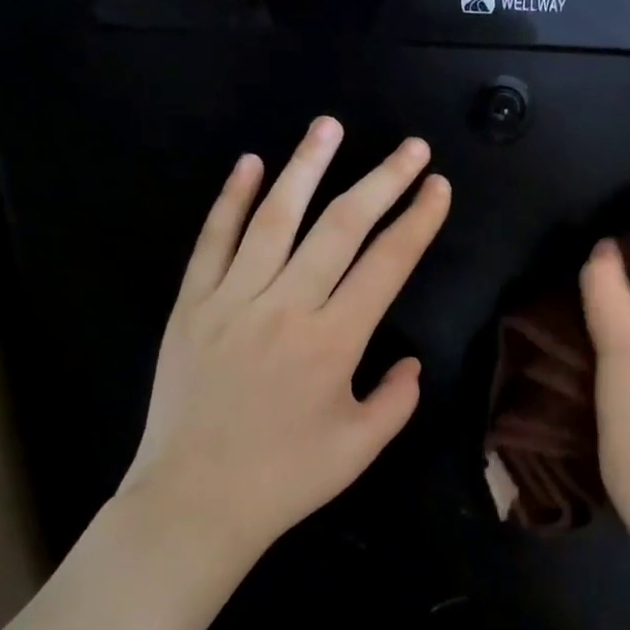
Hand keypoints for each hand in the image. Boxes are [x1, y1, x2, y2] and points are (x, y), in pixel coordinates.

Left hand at [118, 117, 450, 562]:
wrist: (195, 502)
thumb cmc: (286, 478)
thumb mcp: (361, 447)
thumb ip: (397, 399)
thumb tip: (409, 361)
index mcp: (334, 341)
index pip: (387, 264)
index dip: (417, 221)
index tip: (437, 186)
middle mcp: (286, 307)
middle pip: (340, 227)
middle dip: (381, 181)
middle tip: (410, 146)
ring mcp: (232, 301)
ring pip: (275, 219)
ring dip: (306, 168)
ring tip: (330, 127)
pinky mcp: (191, 306)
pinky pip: (212, 242)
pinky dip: (231, 200)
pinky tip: (251, 164)